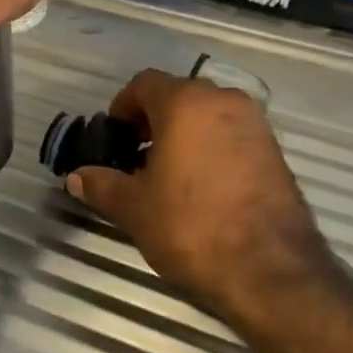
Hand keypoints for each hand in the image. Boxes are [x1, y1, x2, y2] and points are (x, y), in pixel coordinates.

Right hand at [66, 69, 328, 323]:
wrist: (270, 268)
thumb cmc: (192, 226)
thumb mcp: (135, 208)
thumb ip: (102, 185)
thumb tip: (76, 177)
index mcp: (186, 102)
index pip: (145, 83)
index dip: (123, 106)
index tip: (115, 136)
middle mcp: (223, 100)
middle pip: (179, 95)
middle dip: (154, 120)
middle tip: (137, 156)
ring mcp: (255, 124)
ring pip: (209, 115)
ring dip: (186, 133)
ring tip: (170, 174)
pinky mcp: (275, 150)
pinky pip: (233, 135)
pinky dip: (213, 147)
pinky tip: (204, 186)